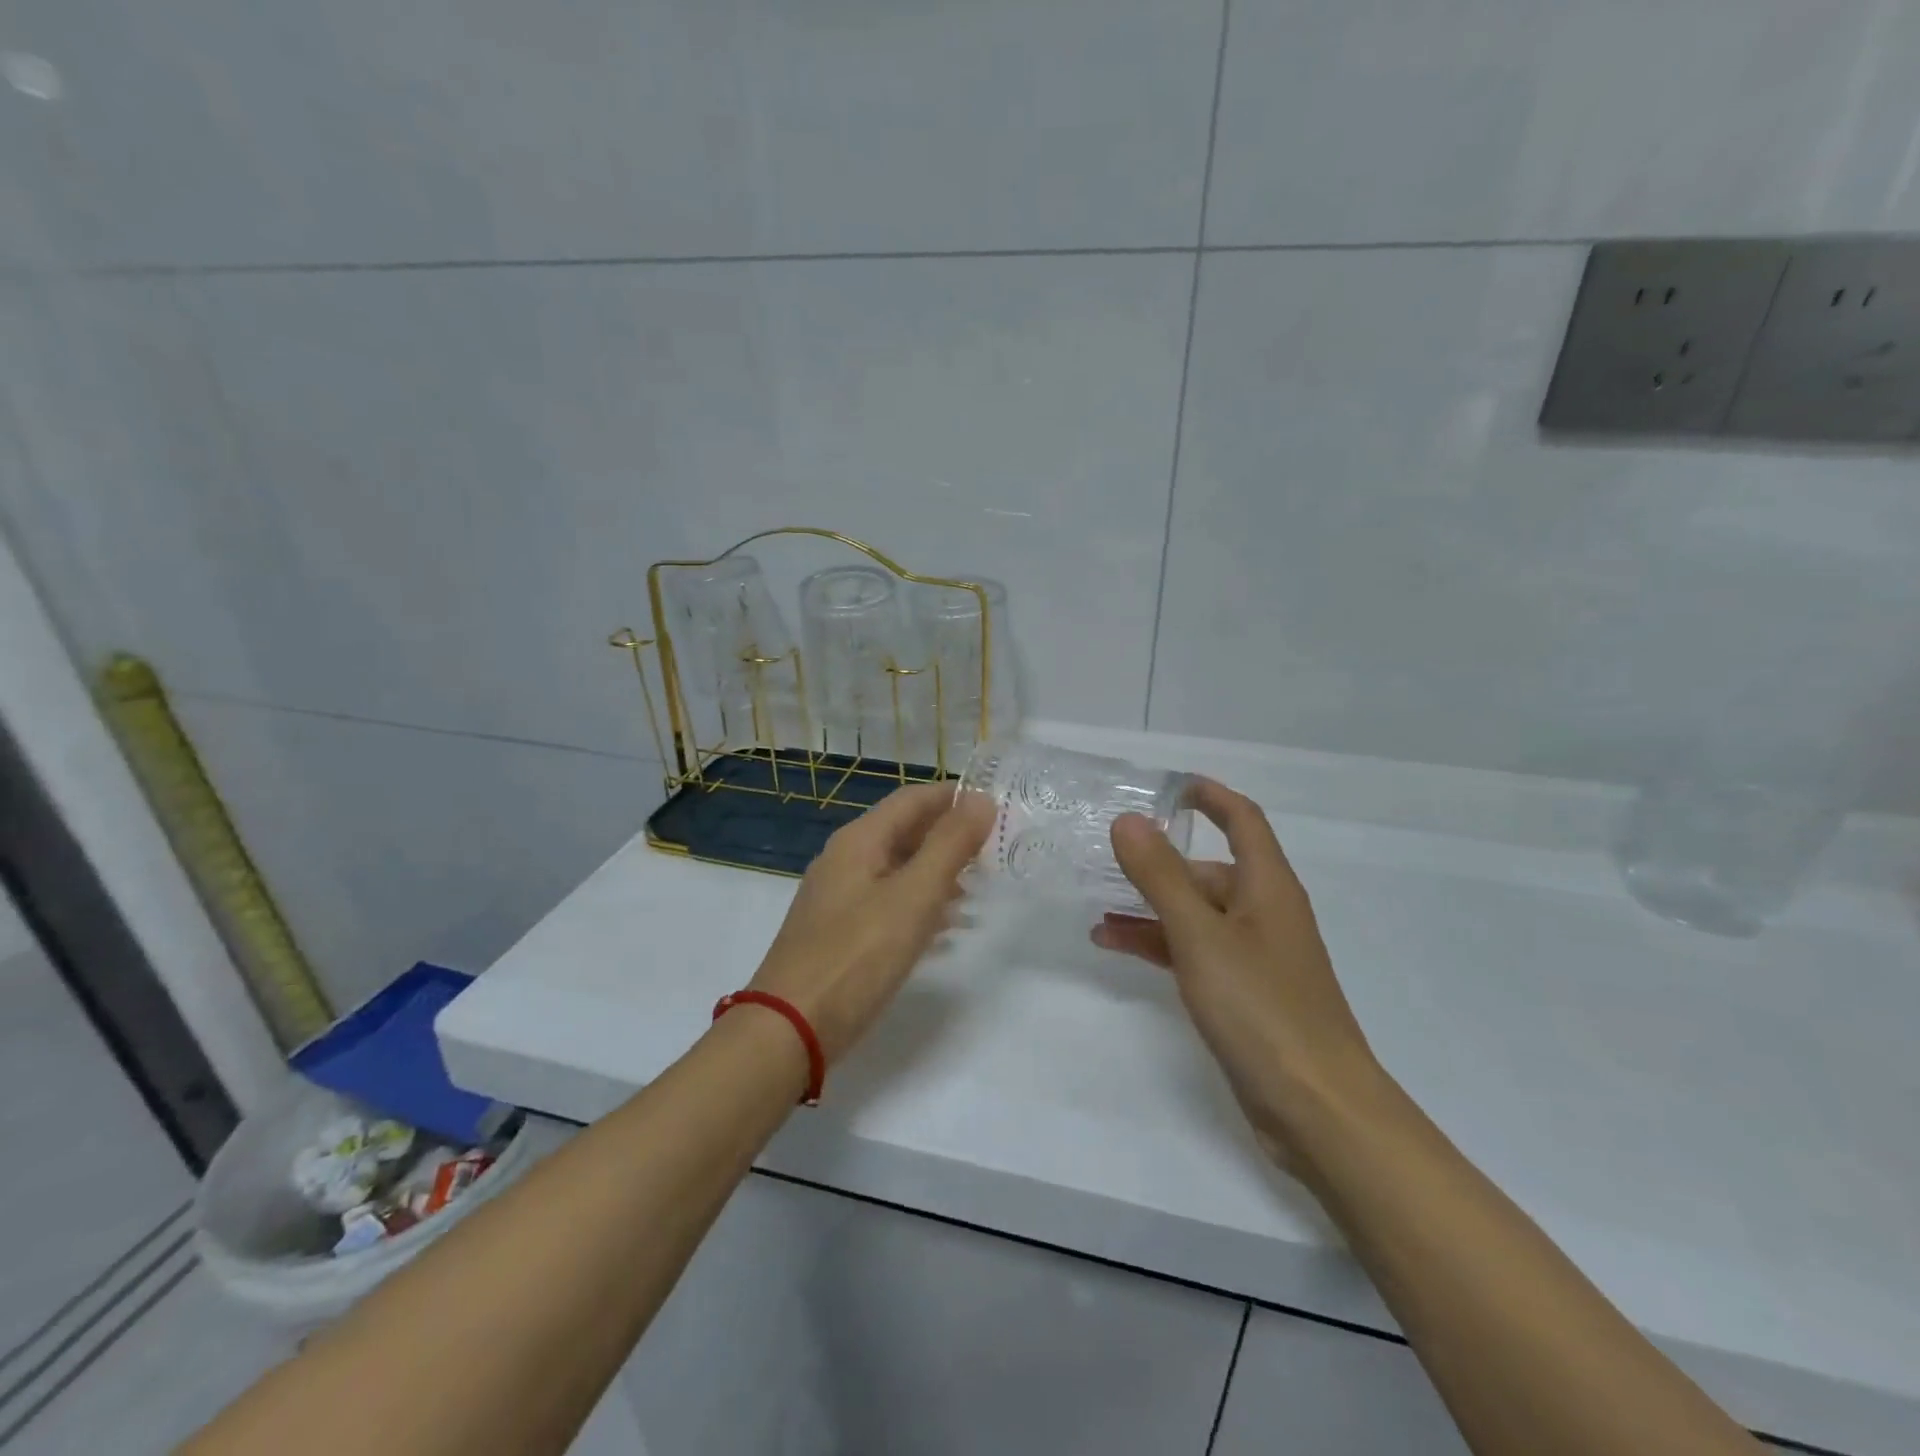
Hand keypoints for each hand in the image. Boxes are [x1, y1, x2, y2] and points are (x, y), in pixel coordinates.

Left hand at [750, 781, 993, 1063]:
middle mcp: (845, 860)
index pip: (913, 799)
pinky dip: (919, 903)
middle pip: (904, 831)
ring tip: (978, 886)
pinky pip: (887, 902)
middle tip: (994, 849)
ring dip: (938, 870)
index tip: (997, 806)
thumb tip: (981, 800)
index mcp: (859, 840)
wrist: (788, 1029)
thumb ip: (949, 846)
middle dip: (949, 835)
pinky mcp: (838, 932)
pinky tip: (944, 926)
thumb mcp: (913, 896)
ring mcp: (838, 897)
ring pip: (897, 868)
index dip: (954, 797)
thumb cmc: (856, 956)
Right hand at [1092, 778, 1379, 1169]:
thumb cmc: (1262, 1008)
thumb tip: (1129, 820)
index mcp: (1268, 887)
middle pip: (1210, 870)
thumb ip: (1161, 876)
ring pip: (1197, 914)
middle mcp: (1265, 913)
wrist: (1318, 1109)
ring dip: (1151, 908)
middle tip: (1106, 860)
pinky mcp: (1244, 993)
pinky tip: (1118, 948)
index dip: (1209, 796)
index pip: (1242, 820)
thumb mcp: (1201, 935)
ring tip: (1098, 910)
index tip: (1168, 786)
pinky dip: (1160, 944)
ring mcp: (1255, 955)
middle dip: (1160, 864)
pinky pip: (1195, 951)